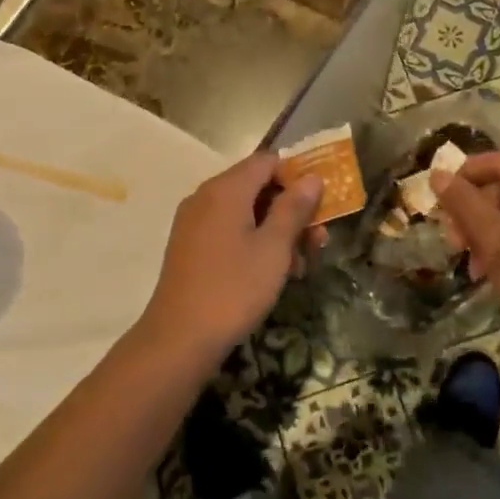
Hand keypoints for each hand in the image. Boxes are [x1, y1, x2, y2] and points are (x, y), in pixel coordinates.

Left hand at [133, 153, 323, 366]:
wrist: (180, 338)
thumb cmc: (234, 288)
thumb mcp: (274, 248)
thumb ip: (294, 208)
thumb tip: (311, 177)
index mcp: (225, 189)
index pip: (267, 161)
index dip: (297, 176)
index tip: (320, 204)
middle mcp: (206, 196)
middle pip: (257, 186)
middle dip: (291, 209)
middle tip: (318, 242)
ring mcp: (194, 222)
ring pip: (245, 212)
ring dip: (276, 230)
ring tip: (301, 266)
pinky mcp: (190, 246)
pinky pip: (229, 230)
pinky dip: (254, 242)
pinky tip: (273, 273)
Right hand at [433, 151, 499, 355]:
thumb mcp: (492, 238)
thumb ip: (463, 202)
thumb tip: (438, 174)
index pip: (497, 160)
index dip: (464, 176)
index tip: (441, 202)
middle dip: (476, 211)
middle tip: (455, 241)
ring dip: (491, 230)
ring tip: (473, 263)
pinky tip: (496, 267)